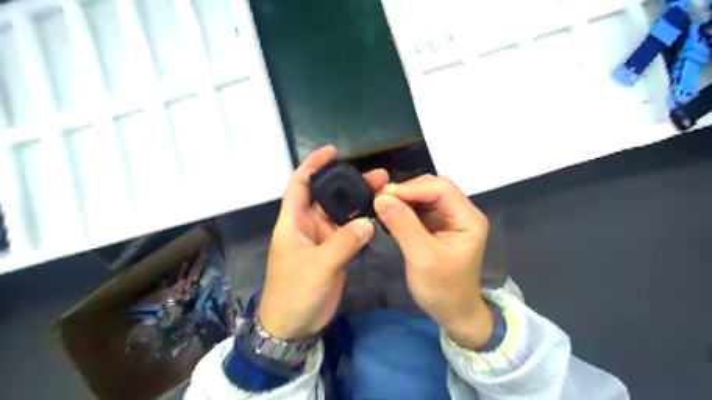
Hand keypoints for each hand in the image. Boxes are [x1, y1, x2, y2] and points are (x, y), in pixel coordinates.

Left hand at [257, 147, 388, 340]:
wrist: (293, 326)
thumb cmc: (294, 293)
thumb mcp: (316, 267)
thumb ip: (342, 244)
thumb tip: (368, 222)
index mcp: (293, 221)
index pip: (301, 184)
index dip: (313, 165)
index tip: (332, 151)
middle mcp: (308, 225)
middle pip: (329, 196)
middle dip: (349, 183)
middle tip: (379, 176)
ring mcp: (323, 238)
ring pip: (342, 213)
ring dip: (360, 202)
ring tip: (385, 192)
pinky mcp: (334, 252)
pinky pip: (349, 232)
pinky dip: (363, 223)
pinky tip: (379, 216)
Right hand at [373, 175, 496, 349]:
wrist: (453, 312)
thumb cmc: (443, 289)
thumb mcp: (422, 258)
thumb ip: (403, 225)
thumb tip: (380, 198)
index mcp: (467, 218)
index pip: (441, 188)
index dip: (412, 187)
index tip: (383, 196)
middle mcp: (460, 212)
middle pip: (432, 187)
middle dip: (406, 191)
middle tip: (379, 200)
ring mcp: (448, 218)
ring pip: (423, 196)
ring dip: (402, 199)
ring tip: (380, 206)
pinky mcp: (436, 225)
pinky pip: (418, 208)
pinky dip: (402, 208)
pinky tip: (388, 214)